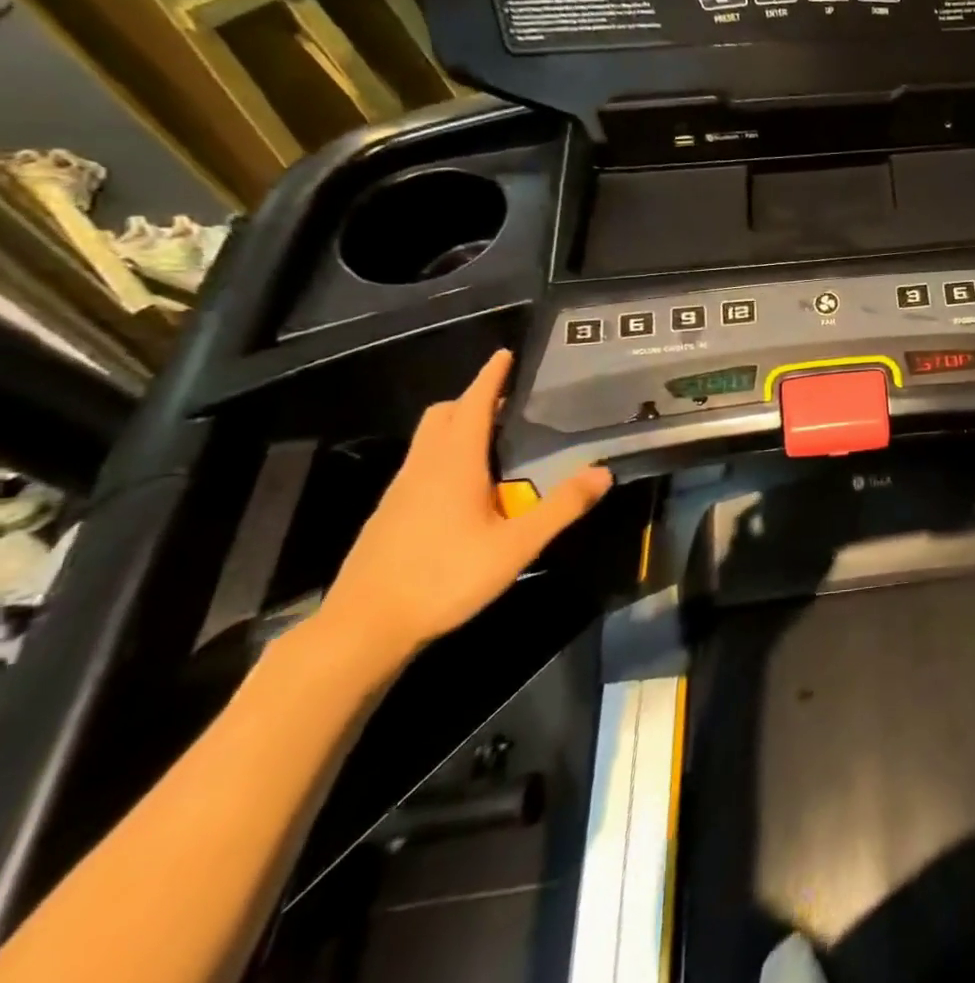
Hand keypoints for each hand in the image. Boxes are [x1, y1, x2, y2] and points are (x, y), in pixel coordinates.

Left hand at [316, 350, 610, 673]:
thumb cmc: (444, 578)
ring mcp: (400, 491)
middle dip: (473, 400)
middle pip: (443, 415)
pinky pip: (421, 465)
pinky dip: (445, 456)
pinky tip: (467, 489)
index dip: (490, 377)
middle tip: (508, 405)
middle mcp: (423, 467)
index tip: (504, 354)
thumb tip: (603, 472)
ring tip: (495, 443)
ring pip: (428, 440)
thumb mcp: (516, 546)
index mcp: (454, 464)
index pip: (473, 404)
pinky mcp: (389, 514)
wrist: (364, 627)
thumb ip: (561, 507)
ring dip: (458, 427)